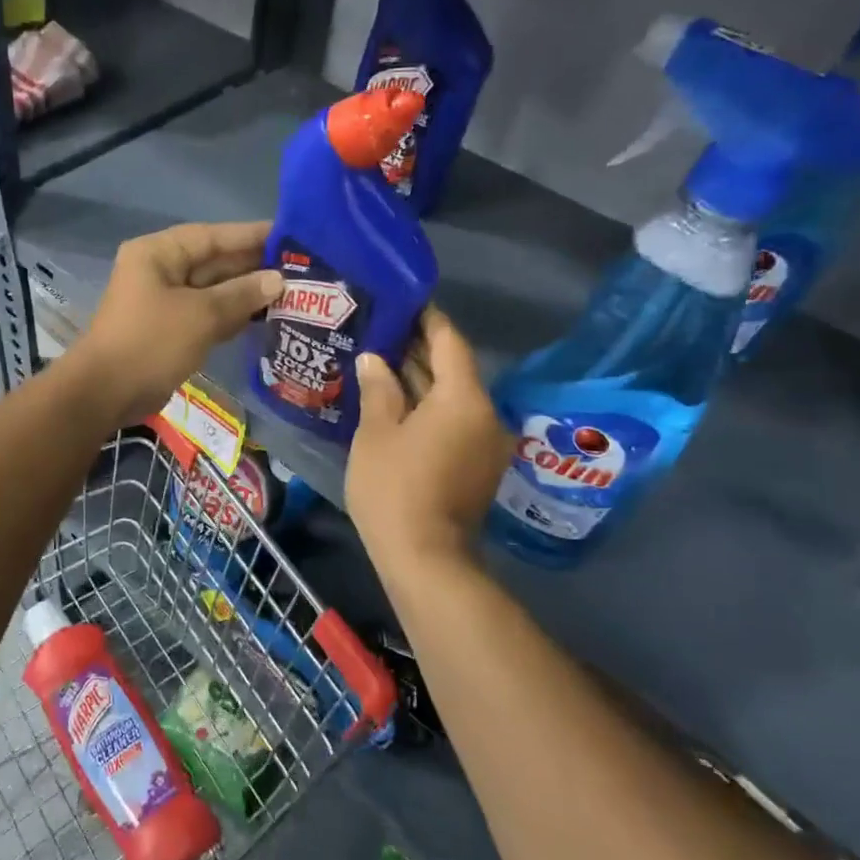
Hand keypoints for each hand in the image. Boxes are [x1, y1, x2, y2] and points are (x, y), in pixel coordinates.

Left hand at [72, 221, 282, 424]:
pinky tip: (265, 317)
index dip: (250, 235)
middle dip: (252, 266)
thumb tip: (277, 280)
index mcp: (158, 254)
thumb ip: (241, 294)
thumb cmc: (151, 342)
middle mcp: (160, 271)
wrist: (106, 393)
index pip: (211, 236)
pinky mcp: (170, 330)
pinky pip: (207, 314)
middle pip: (213, 262)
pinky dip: (232, 315)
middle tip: (299, 268)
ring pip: (213, 290)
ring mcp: (164, 302)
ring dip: (246, 293)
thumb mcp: (201, 315)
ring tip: (291, 291)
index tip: (288, 235)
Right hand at [346, 308, 513, 576]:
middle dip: (418, 349)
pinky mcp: (477, 466)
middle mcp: (486, 414)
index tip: (404, 300)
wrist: (425, 560)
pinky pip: (454, 421)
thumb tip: (374, 360)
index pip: (449, 342)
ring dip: (421, 380)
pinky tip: (396, 402)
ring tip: (382, 361)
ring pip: (452, 398)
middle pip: (453, 369)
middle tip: (381, 330)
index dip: (427, 318)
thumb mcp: (376, 433)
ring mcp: (485, 443)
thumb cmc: (395, 488)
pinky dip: (429, 408)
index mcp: (463, 398)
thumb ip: (378, 389)